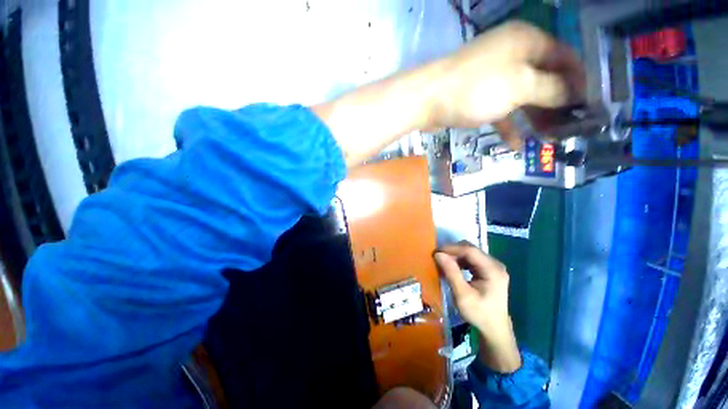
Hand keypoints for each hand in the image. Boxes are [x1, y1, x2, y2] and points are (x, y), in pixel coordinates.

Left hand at [431, 21, 584, 147]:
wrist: (427, 100)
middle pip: (543, 79)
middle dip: (557, 104)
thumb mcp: (520, 86)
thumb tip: (573, 93)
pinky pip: (500, 110)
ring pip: (522, 97)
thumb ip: (551, 89)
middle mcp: (511, 55)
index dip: (579, 80)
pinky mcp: (477, 97)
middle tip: (570, 128)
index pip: (565, 57)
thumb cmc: (476, 89)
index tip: (590, 104)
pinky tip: (516, 145)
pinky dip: (508, 126)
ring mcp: (492, 77)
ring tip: (549, 139)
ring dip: (534, 118)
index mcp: (527, 41)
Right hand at [434, 243, 520, 372]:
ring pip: (471, 252)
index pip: (470, 251)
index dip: (451, 249)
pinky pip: (472, 259)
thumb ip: (451, 273)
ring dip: (456, 255)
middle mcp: (495, 264)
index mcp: (493, 270)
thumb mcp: (462, 295)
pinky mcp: (490, 270)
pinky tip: (454, 267)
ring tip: (444, 262)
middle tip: (438, 257)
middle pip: (471, 249)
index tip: (436, 252)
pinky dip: (461, 260)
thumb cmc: (479, 314)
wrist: (495, 329)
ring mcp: (494, 266)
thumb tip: (438, 254)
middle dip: (453, 251)